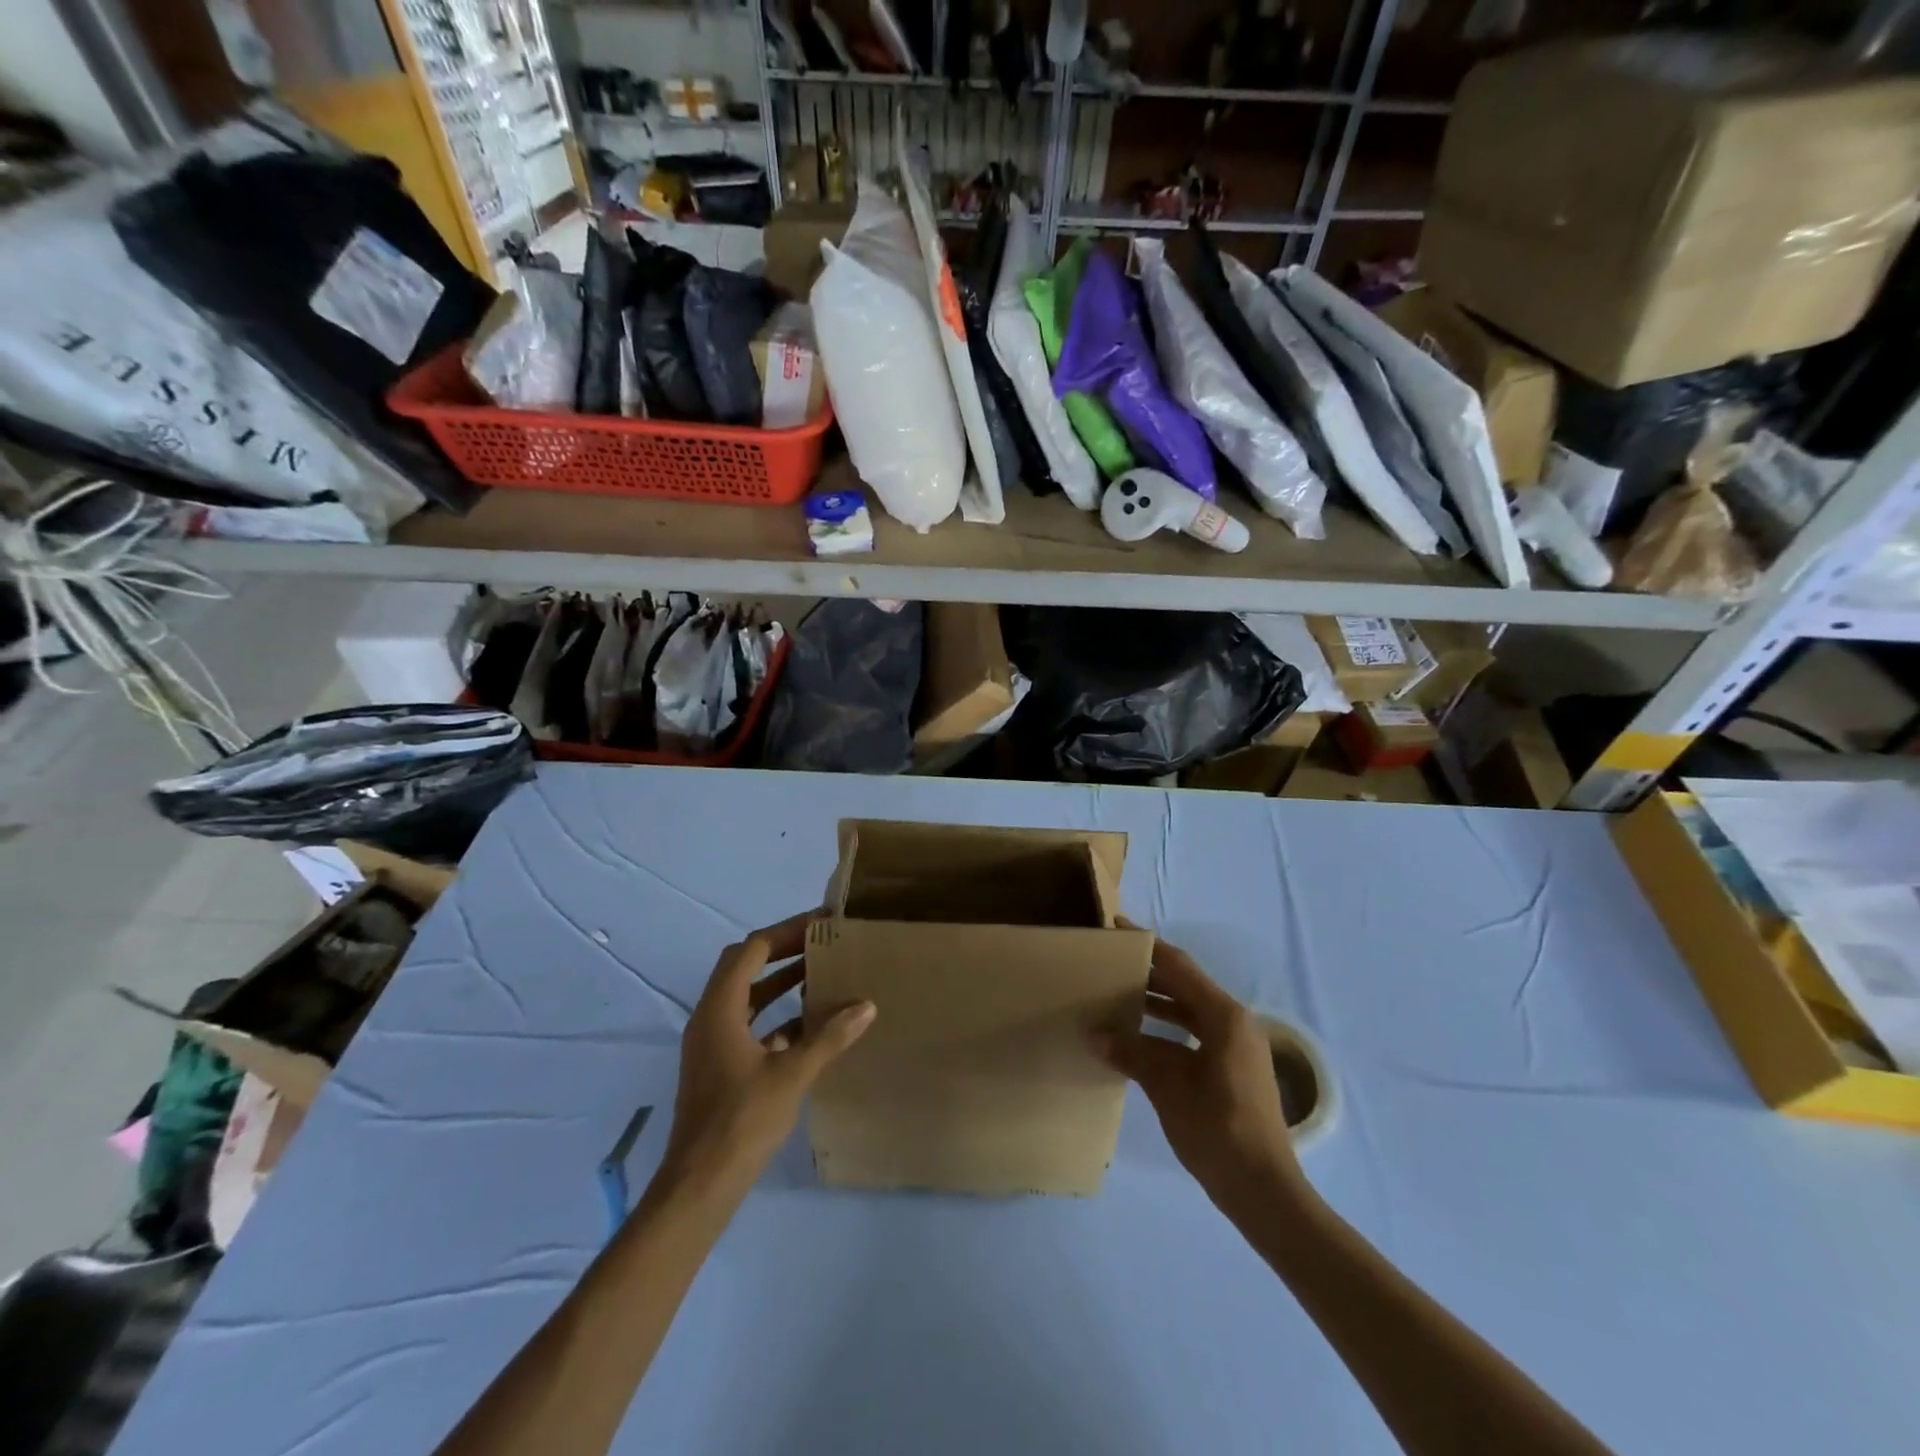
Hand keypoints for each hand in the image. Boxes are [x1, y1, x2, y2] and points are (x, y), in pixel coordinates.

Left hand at [655, 911, 875, 1202]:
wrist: (700, 1185)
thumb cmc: (742, 1121)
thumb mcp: (791, 1075)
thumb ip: (829, 1037)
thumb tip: (866, 1006)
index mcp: (720, 1009)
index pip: (752, 950)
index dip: (787, 932)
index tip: (822, 923)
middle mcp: (710, 1017)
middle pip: (745, 966)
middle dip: (782, 950)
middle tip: (821, 941)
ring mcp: (713, 1043)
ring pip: (747, 996)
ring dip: (780, 981)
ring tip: (820, 972)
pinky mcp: (720, 1065)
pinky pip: (749, 1024)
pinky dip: (777, 1015)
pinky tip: (810, 1023)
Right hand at [1096, 931, 1305, 1217]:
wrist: (1264, 1191)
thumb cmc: (1219, 1130)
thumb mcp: (1169, 1087)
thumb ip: (1131, 1053)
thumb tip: (1092, 1033)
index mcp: (1224, 1016)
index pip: (1179, 967)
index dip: (1147, 945)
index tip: (1116, 928)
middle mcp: (1233, 1023)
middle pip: (1183, 985)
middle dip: (1147, 973)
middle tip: (1108, 963)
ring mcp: (1234, 1047)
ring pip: (1187, 1011)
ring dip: (1154, 1002)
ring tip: (1114, 995)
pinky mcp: (1230, 1069)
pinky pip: (1191, 1034)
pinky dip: (1164, 1030)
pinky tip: (1134, 1038)